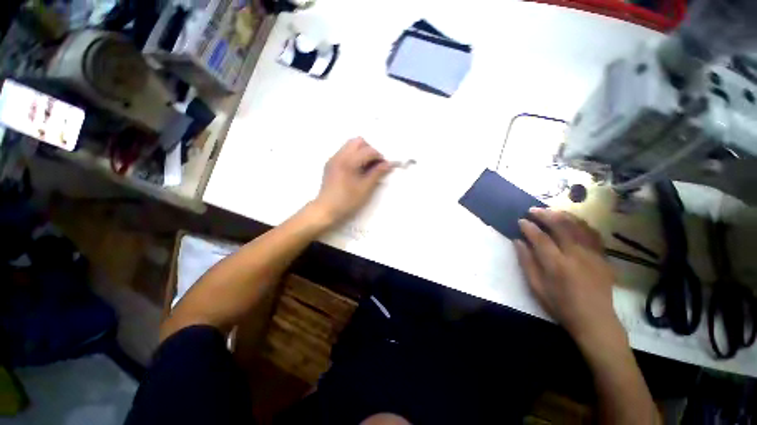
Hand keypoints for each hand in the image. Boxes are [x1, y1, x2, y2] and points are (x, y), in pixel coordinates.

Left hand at [311, 138, 394, 224]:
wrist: (326, 209)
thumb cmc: (347, 201)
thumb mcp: (365, 188)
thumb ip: (377, 173)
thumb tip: (388, 164)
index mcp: (348, 162)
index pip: (367, 150)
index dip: (379, 156)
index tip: (384, 166)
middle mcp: (339, 156)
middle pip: (358, 141)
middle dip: (369, 150)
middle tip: (374, 164)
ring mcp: (333, 159)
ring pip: (350, 145)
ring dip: (361, 152)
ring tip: (366, 167)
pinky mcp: (330, 164)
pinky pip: (344, 152)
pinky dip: (353, 156)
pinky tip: (356, 170)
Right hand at [514, 208, 624, 348]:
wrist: (595, 320)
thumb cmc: (560, 305)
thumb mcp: (536, 287)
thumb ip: (526, 262)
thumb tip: (518, 241)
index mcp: (557, 265)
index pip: (540, 238)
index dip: (529, 227)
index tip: (520, 220)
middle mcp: (576, 255)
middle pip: (561, 226)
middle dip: (545, 215)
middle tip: (533, 210)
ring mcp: (593, 254)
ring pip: (578, 226)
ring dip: (563, 215)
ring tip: (550, 211)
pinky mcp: (603, 256)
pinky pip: (592, 233)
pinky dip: (581, 223)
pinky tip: (572, 221)